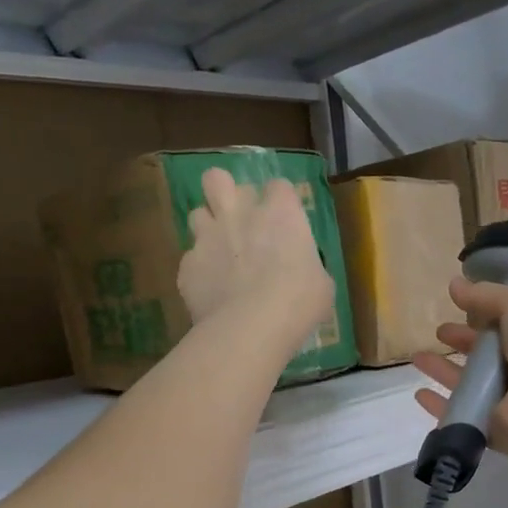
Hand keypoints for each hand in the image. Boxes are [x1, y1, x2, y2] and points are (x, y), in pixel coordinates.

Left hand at [177, 168, 333, 340]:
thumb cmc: (298, 303)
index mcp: (280, 213)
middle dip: (225, 192)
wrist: (250, 329)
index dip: (279, 202)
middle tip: (238, 220)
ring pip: (196, 213)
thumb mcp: (321, 284)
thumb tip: (302, 272)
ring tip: (219, 253)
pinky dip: (200, 271)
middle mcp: (238, 214)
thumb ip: (306, 265)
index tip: (284, 223)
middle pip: (217, 179)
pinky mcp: (187, 266)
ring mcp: (207, 238)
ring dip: (208, 229)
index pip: (278, 186)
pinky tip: (211, 291)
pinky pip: (191, 260)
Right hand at [412, 276, 507, 457]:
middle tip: (439, 332)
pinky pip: (459, 413)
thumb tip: (454, 284)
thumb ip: (486, 295)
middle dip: (462, 342)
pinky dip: (439, 405)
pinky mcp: (488, 427)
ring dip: (443, 370)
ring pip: (469, 384)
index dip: (485, 315)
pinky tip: (419, 394)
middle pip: (487, 355)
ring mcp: (506, 402)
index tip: (460, 306)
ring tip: (417, 357)